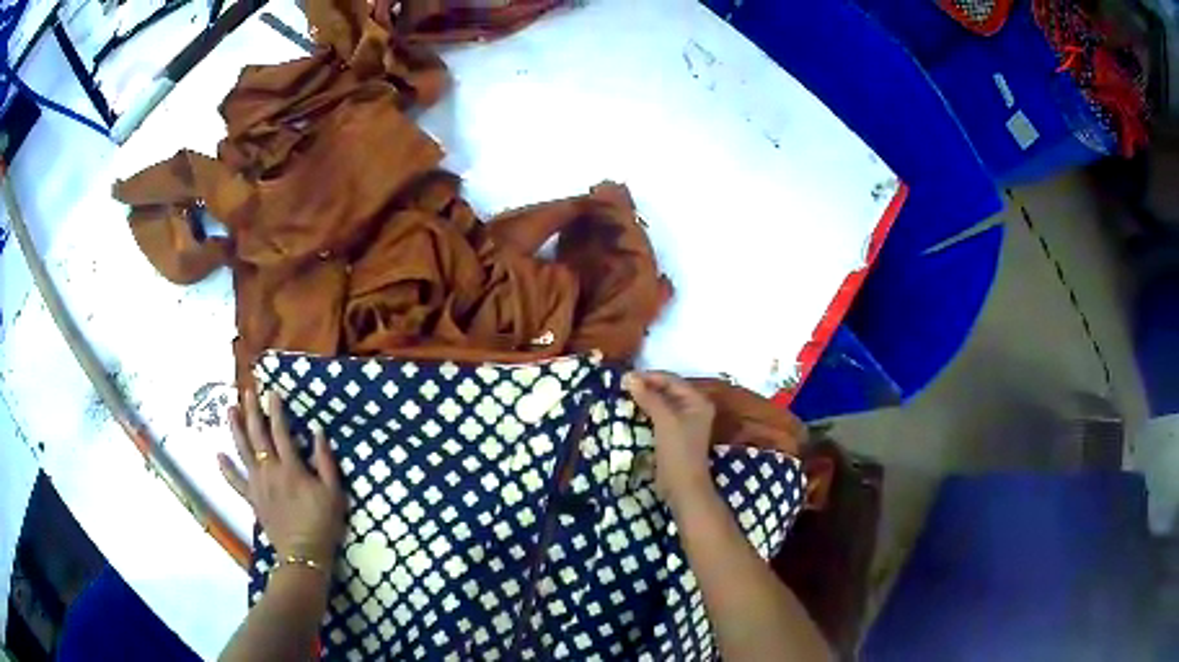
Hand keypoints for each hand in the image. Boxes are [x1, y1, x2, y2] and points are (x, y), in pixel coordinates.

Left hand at [218, 390, 345, 569]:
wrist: (304, 554)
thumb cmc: (322, 523)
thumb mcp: (333, 492)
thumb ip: (325, 461)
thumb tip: (317, 432)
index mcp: (290, 467)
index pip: (280, 431)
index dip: (276, 410)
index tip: (273, 392)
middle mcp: (269, 470)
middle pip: (257, 435)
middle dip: (252, 411)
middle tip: (247, 391)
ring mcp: (257, 484)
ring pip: (242, 451)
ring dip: (235, 429)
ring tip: (230, 410)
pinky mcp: (252, 499)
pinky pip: (235, 481)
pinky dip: (226, 469)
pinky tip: (218, 456)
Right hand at [622, 371, 715, 509]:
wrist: (682, 486)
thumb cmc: (678, 451)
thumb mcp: (664, 421)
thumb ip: (649, 397)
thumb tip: (630, 377)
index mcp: (698, 401)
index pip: (672, 380)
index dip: (650, 377)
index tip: (626, 377)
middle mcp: (694, 408)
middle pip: (668, 390)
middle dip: (647, 387)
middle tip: (623, 385)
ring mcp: (684, 422)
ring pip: (662, 403)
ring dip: (645, 399)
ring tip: (624, 395)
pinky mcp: (674, 434)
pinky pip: (659, 416)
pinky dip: (646, 411)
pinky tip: (632, 411)